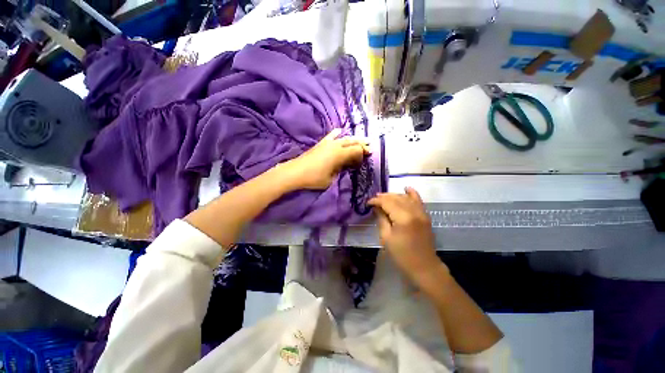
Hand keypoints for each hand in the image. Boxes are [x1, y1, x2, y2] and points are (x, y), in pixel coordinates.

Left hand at [282, 128, 369, 189]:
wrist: (296, 172)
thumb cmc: (314, 178)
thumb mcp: (331, 179)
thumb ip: (340, 170)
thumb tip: (345, 165)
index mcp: (339, 154)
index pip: (356, 150)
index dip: (363, 152)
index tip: (368, 156)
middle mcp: (335, 145)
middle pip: (352, 142)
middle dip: (362, 144)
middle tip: (370, 146)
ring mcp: (327, 143)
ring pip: (344, 138)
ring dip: (353, 139)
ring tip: (361, 140)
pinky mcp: (321, 143)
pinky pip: (331, 136)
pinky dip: (337, 133)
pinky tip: (340, 131)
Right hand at [368, 187, 445, 286]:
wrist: (424, 267)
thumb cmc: (402, 255)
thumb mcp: (386, 238)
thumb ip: (381, 219)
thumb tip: (376, 207)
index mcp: (403, 218)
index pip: (387, 202)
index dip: (376, 201)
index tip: (368, 203)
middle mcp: (414, 211)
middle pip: (396, 198)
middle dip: (383, 197)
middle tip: (374, 200)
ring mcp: (422, 213)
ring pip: (406, 197)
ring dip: (394, 195)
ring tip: (383, 197)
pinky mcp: (425, 216)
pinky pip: (418, 200)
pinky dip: (412, 193)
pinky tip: (406, 188)